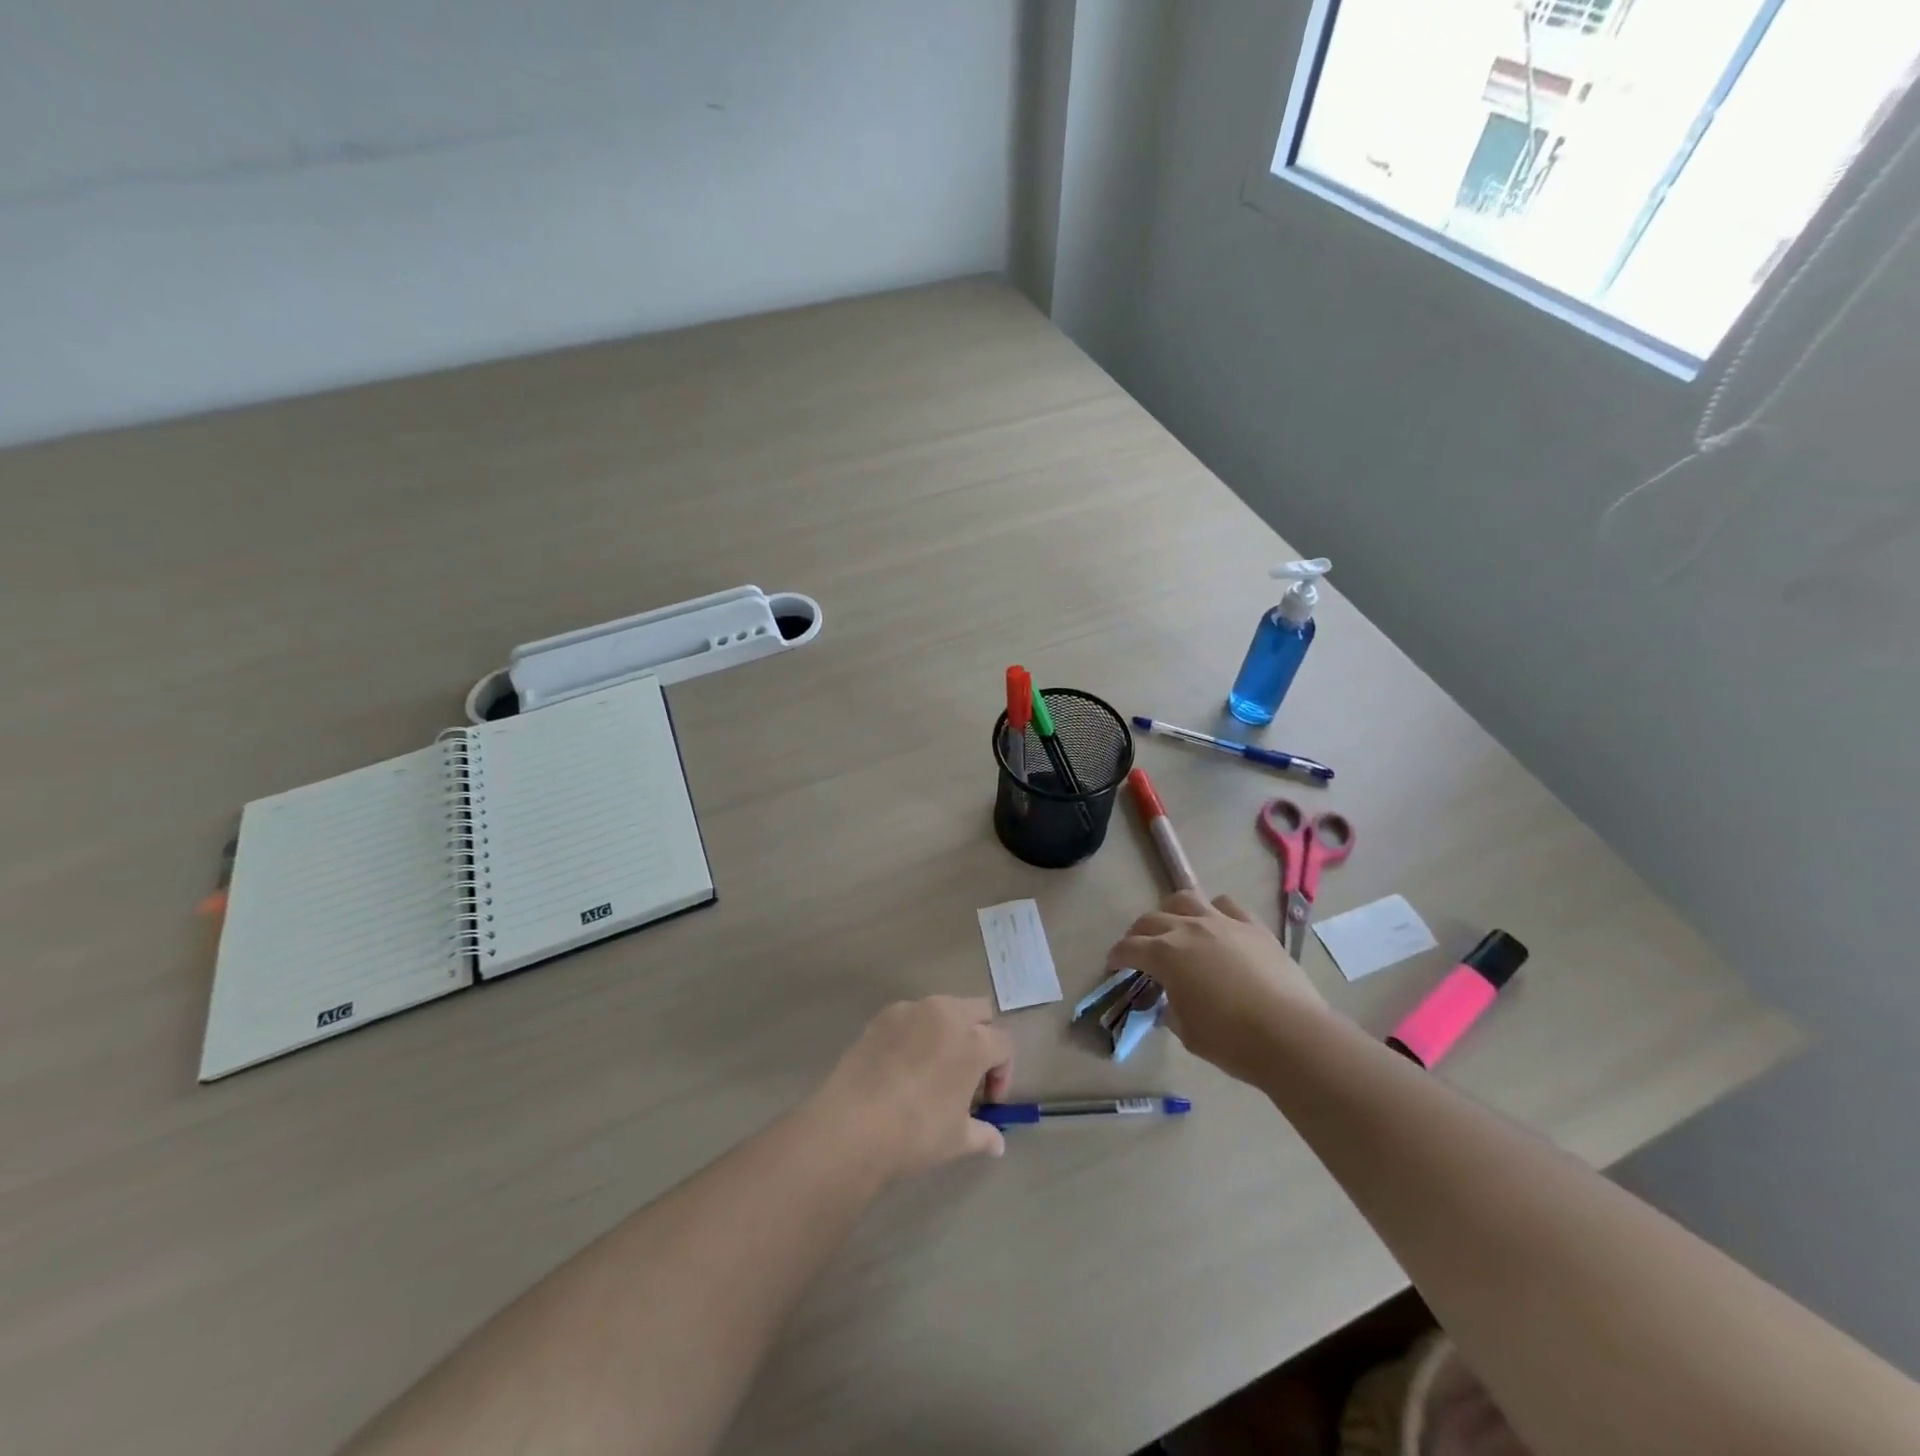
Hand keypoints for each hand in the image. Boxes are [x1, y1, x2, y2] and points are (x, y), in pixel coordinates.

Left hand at [811, 996, 1014, 1178]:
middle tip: (968, 1073)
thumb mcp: (957, 1139)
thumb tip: (997, 1143)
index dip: (1002, 1073)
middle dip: (981, 1036)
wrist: (853, 1125)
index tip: (987, 1101)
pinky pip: (911, 1016)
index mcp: (974, 1041)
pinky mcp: (883, 1015)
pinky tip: (902, 1066)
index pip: (1003, 1045)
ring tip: (934, 1067)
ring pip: (944, 1008)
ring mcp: (912, 1010)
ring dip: (948, 1030)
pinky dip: (916, 1032)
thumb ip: (983, 1134)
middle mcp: (947, 1014)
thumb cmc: (916, 1132)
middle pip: (979, 1011)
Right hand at [1106, 890, 1328, 1084]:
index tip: (1113, 964)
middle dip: (1138, 933)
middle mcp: (1188, 929)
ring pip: (1185, 900)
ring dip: (1172, 912)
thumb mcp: (1186, 1031)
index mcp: (1165, 955)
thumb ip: (1171, 1008)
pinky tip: (1217, 926)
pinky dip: (1214, 911)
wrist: (1290, 1035)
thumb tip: (1172, 999)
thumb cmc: (1231, 1040)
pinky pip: (1226, 905)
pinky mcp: (1253, 926)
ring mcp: (1222, 922)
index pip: (1129, 948)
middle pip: (1151, 920)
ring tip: (1174, 926)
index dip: (1116, 956)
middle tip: (1138, 949)